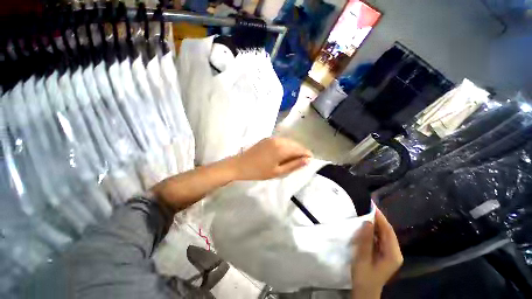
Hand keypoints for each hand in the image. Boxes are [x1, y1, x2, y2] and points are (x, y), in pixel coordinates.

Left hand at [232, 137, 311, 180]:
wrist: (239, 165)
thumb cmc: (259, 171)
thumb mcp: (278, 172)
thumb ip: (294, 165)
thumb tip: (308, 160)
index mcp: (282, 148)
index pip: (300, 149)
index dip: (307, 155)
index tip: (309, 161)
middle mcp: (279, 140)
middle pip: (295, 144)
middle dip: (300, 152)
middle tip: (300, 162)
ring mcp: (272, 138)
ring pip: (289, 141)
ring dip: (293, 149)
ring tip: (292, 159)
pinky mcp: (267, 138)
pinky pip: (282, 141)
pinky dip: (286, 146)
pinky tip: (283, 154)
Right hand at [351, 209, 402, 298]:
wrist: (365, 290)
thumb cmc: (364, 276)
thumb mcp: (363, 258)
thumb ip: (365, 240)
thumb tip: (367, 221)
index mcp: (393, 254)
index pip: (388, 231)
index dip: (380, 217)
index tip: (370, 205)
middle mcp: (395, 252)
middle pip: (387, 231)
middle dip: (378, 218)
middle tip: (366, 206)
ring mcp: (390, 252)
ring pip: (384, 233)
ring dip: (375, 223)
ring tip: (365, 211)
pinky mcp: (384, 253)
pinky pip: (380, 237)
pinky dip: (373, 229)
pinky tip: (366, 224)